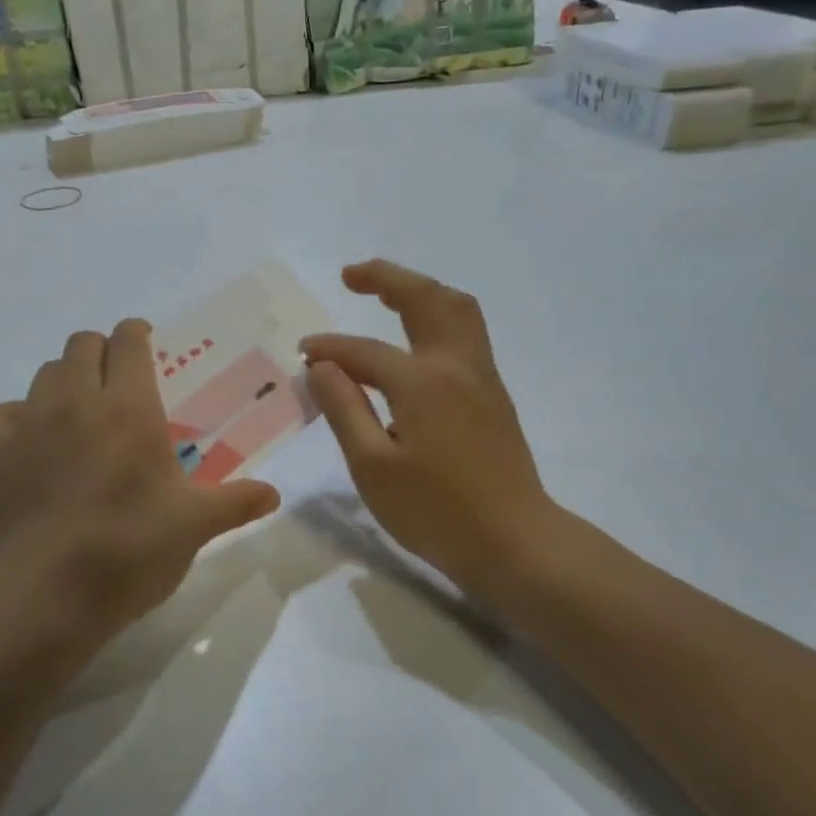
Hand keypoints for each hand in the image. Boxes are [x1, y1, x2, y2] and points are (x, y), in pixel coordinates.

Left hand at [0, 320, 280, 642]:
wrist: (48, 594)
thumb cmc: (131, 549)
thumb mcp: (194, 525)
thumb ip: (235, 502)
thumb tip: (274, 495)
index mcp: (129, 408)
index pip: (128, 342)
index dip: (138, 334)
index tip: (146, 344)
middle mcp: (75, 401)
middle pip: (82, 344)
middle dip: (102, 353)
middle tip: (117, 383)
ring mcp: (28, 423)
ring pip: (44, 374)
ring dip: (64, 381)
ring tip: (79, 415)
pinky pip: (3, 412)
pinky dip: (20, 418)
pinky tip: (33, 445)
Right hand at [304, 260, 557, 602]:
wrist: (514, 541)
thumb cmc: (436, 511)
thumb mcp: (373, 466)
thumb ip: (345, 409)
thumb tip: (321, 366)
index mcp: (423, 381)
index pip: (364, 351)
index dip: (328, 349)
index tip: (301, 355)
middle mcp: (457, 365)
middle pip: (425, 298)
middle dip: (386, 277)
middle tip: (350, 274)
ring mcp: (482, 377)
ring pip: (457, 309)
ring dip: (421, 290)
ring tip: (387, 292)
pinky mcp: (494, 395)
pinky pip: (467, 332)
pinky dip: (439, 315)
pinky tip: (418, 336)